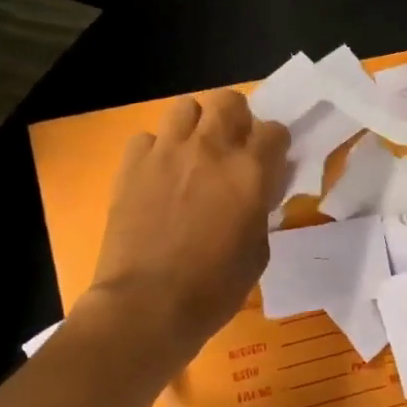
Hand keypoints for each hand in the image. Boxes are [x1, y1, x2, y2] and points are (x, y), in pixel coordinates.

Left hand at [83, 90, 288, 356]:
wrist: (147, 305)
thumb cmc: (214, 287)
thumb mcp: (258, 250)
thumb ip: (260, 209)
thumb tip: (256, 192)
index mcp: (250, 171)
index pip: (275, 130)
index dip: (275, 145)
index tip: (270, 163)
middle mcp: (211, 149)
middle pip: (229, 100)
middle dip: (237, 119)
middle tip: (233, 148)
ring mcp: (167, 152)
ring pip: (185, 107)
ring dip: (196, 125)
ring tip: (194, 153)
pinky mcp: (132, 165)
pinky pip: (147, 138)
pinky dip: (156, 150)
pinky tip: (158, 175)